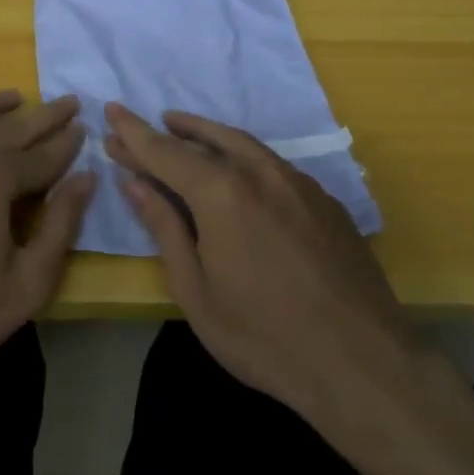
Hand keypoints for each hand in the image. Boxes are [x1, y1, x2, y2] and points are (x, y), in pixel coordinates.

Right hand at [103, 103, 419, 429]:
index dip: (133, 133)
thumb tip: (134, 182)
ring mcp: (298, 182)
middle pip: (205, 138)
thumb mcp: (196, 290)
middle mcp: (260, 172)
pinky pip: (272, 165)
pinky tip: (238, 174)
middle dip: (168, 131)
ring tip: (182, 130)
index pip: (164, 150)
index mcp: (221, 192)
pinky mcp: (325, 200)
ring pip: (243, 144)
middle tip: (141, 128)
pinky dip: (242, 157)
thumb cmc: (264, 336)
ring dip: (207, 135)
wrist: (362, 363)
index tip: (111, 111)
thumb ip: (164, 228)